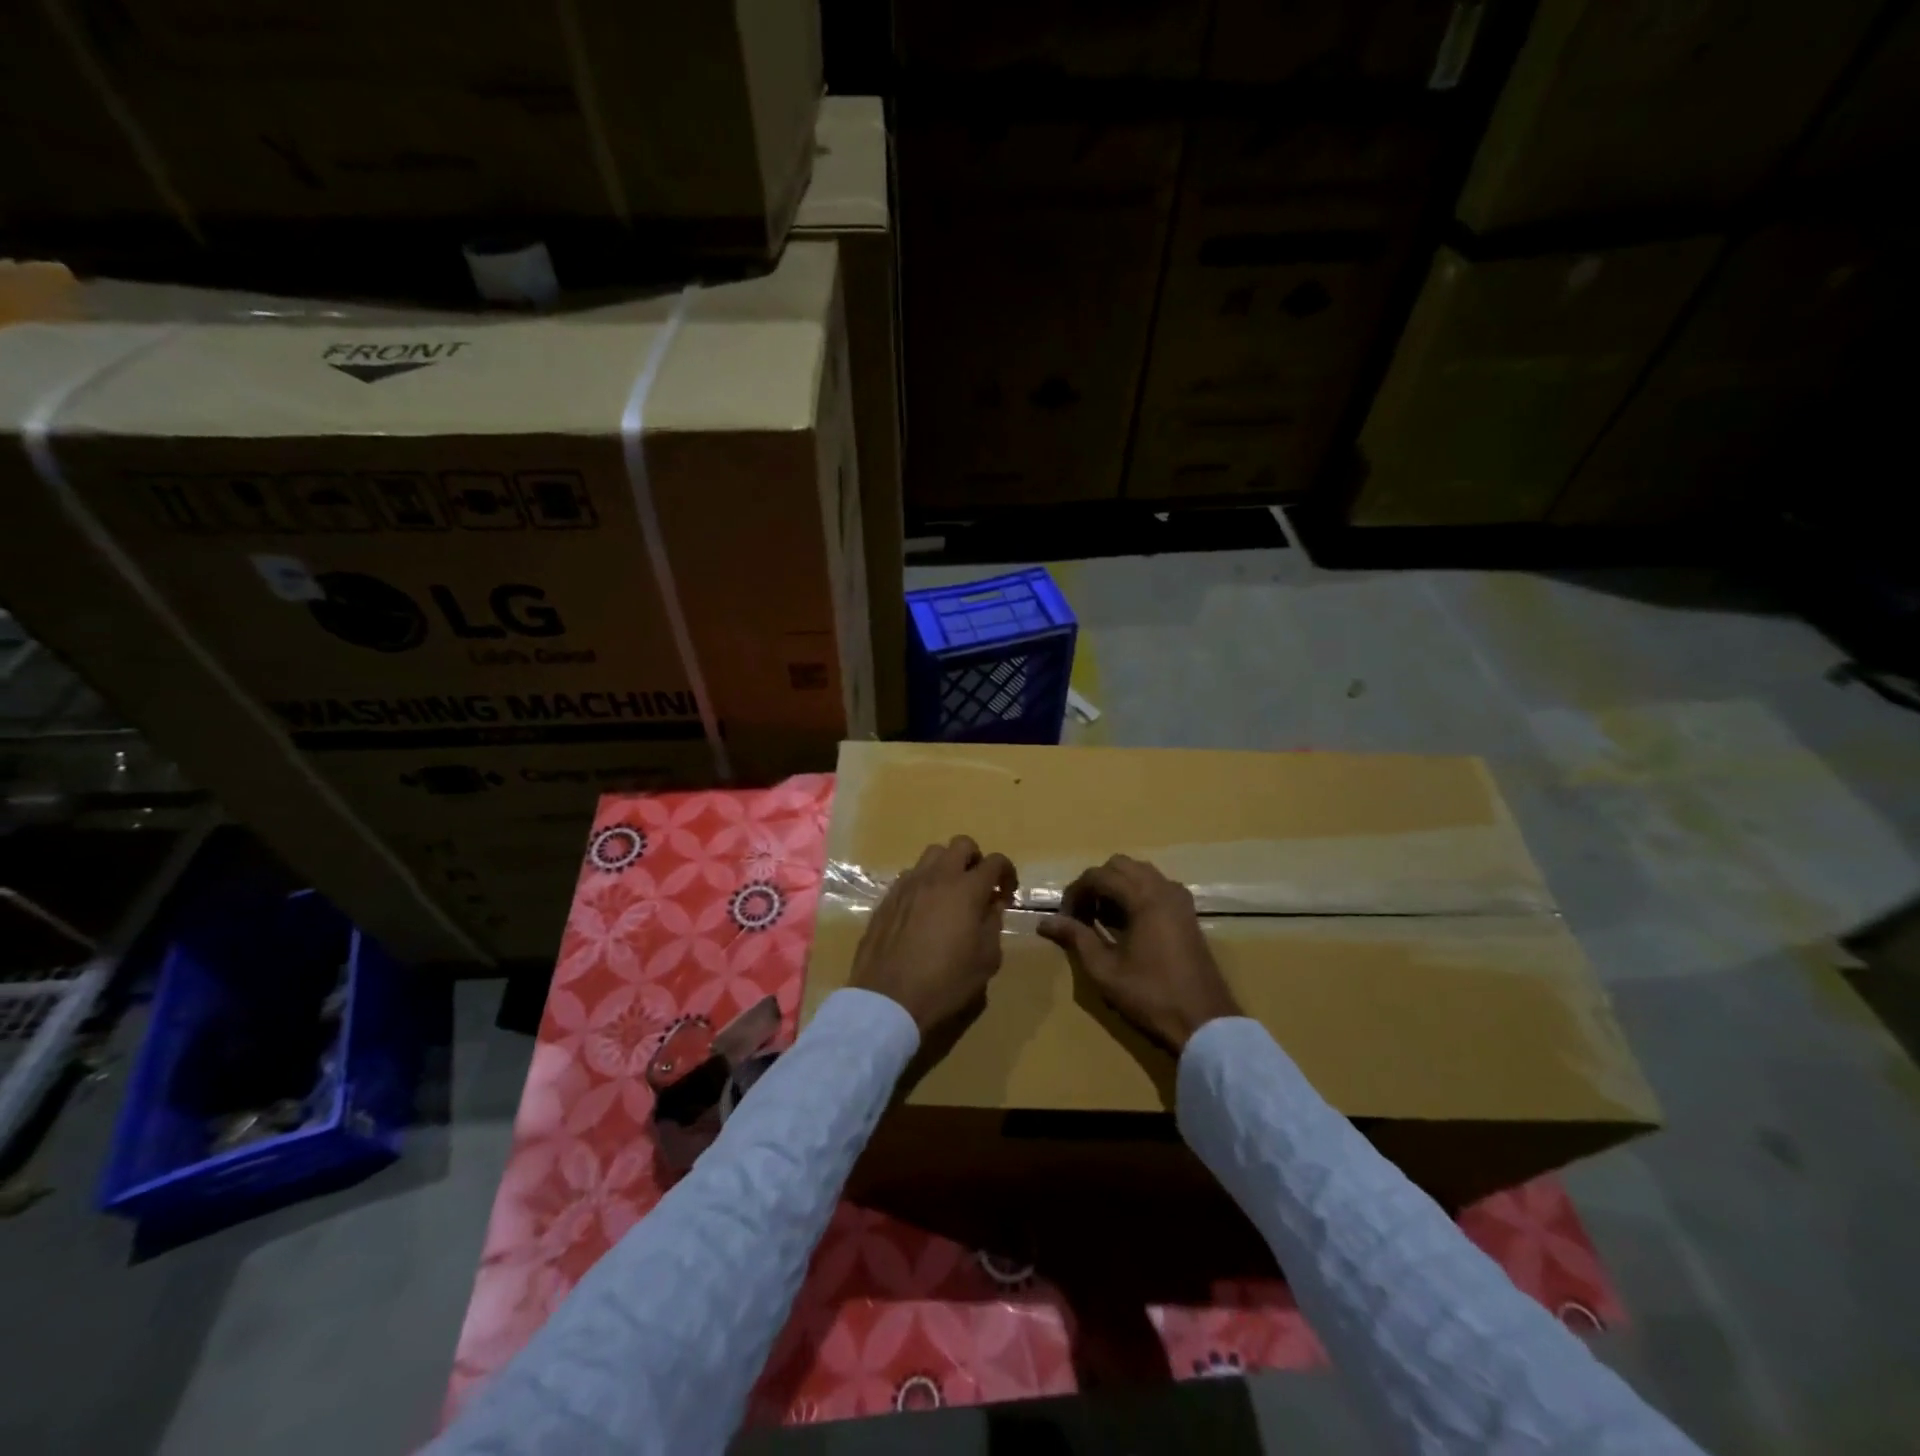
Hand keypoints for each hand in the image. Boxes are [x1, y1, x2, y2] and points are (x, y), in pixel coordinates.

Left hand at [851, 836, 1017, 1033]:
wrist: (889, 998)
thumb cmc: (945, 982)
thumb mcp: (985, 960)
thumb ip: (993, 925)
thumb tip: (992, 906)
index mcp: (966, 890)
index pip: (994, 862)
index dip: (1007, 871)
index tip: (1007, 892)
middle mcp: (936, 877)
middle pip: (960, 844)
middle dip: (976, 859)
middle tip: (979, 885)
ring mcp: (908, 884)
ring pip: (931, 854)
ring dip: (947, 866)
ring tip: (950, 894)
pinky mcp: (887, 898)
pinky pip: (910, 876)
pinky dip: (924, 883)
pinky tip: (924, 909)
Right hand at [1037, 854, 1239, 1052]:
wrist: (1205, 1022)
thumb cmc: (1151, 996)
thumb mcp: (1105, 970)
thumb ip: (1076, 938)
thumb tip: (1045, 922)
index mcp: (1144, 898)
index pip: (1099, 875)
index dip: (1075, 892)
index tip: (1064, 918)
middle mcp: (1163, 888)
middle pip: (1120, 865)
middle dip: (1095, 883)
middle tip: (1082, 914)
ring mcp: (1180, 899)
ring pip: (1140, 872)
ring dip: (1116, 886)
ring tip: (1102, 918)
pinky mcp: (1188, 913)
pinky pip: (1156, 886)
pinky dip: (1136, 893)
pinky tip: (1127, 923)